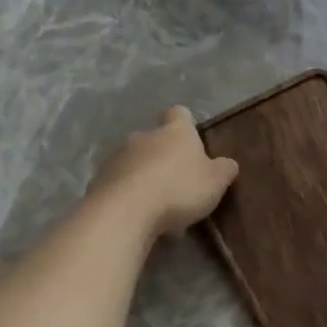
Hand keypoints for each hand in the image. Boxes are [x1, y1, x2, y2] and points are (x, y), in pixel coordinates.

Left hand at [89, 107, 238, 235]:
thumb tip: (227, 163)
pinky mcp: (99, 179)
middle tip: (178, 178)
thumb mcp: (216, 182)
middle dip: (164, 154)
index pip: (180, 113)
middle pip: (155, 138)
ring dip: (144, 173)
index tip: (193, 140)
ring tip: (156, 201)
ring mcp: (117, 156)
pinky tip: (137, 212)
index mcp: (175, 131)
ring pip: (135, 159)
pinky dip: (128, 192)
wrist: (125, 211)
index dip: (186, 124)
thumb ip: (224, 169)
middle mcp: (144, 136)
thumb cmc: (178, 189)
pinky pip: (118, 181)